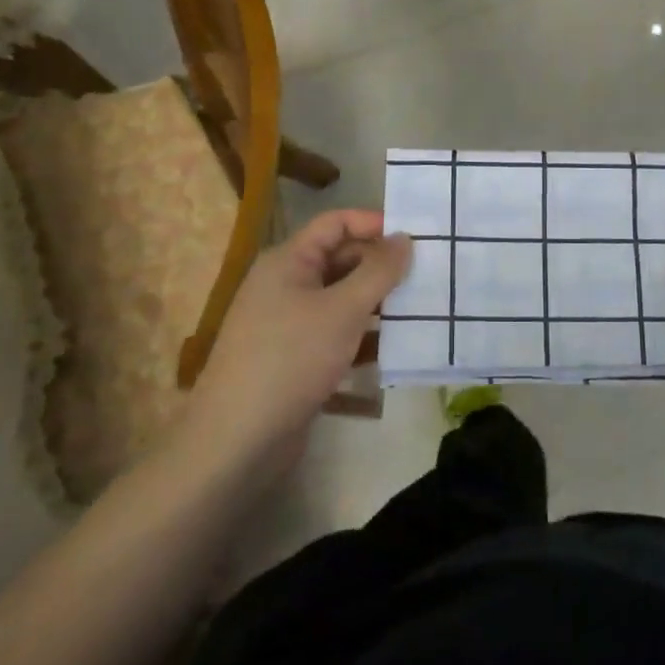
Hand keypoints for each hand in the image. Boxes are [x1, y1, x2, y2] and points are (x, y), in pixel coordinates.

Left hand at [178, 211, 410, 476]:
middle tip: (427, 275)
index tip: (416, 237)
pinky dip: (363, 336)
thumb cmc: (291, 359)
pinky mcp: (296, 358)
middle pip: (341, 260)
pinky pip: (336, 333)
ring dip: (377, 303)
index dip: (374, 224)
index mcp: (288, 261)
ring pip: (341, 299)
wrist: (237, 440)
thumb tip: (404, 238)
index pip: (335, 223)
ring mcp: (289, 323)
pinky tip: (397, 347)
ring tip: (421, 308)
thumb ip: (378, 271)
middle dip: (381, 266)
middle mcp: (286, 284)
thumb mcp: (342, 310)